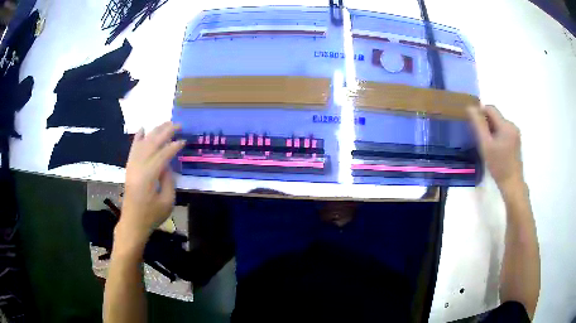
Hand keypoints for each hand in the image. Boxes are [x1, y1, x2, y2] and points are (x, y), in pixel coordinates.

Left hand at [115, 122, 185, 246]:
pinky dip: (138, 138)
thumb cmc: (152, 215)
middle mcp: (138, 167)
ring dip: (154, 132)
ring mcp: (132, 166)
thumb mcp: (167, 202)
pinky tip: (142, 128)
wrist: (133, 223)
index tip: (184, 140)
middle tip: (177, 125)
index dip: (173, 146)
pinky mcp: (129, 168)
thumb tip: (168, 164)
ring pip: (143, 143)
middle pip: (152, 144)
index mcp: (149, 176)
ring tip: (165, 123)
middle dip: (165, 132)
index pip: (162, 155)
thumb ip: (169, 180)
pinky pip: (133, 149)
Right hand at [468, 105, 523, 190]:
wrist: (512, 183)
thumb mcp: (486, 145)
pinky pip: (504, 131)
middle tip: (479, 138)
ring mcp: (515, 133)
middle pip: (495, 116)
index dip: (480, 112)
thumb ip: (478, 125)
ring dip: (491, 130)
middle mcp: (512, 125)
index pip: (490, 108)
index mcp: (506, 125)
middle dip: (486, 123)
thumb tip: (470, 108)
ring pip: (499, 124)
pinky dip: (497, 135)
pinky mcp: (516, 140)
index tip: (473, 125)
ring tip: (487, 145)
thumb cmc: (498, 166)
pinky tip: (495, 148)